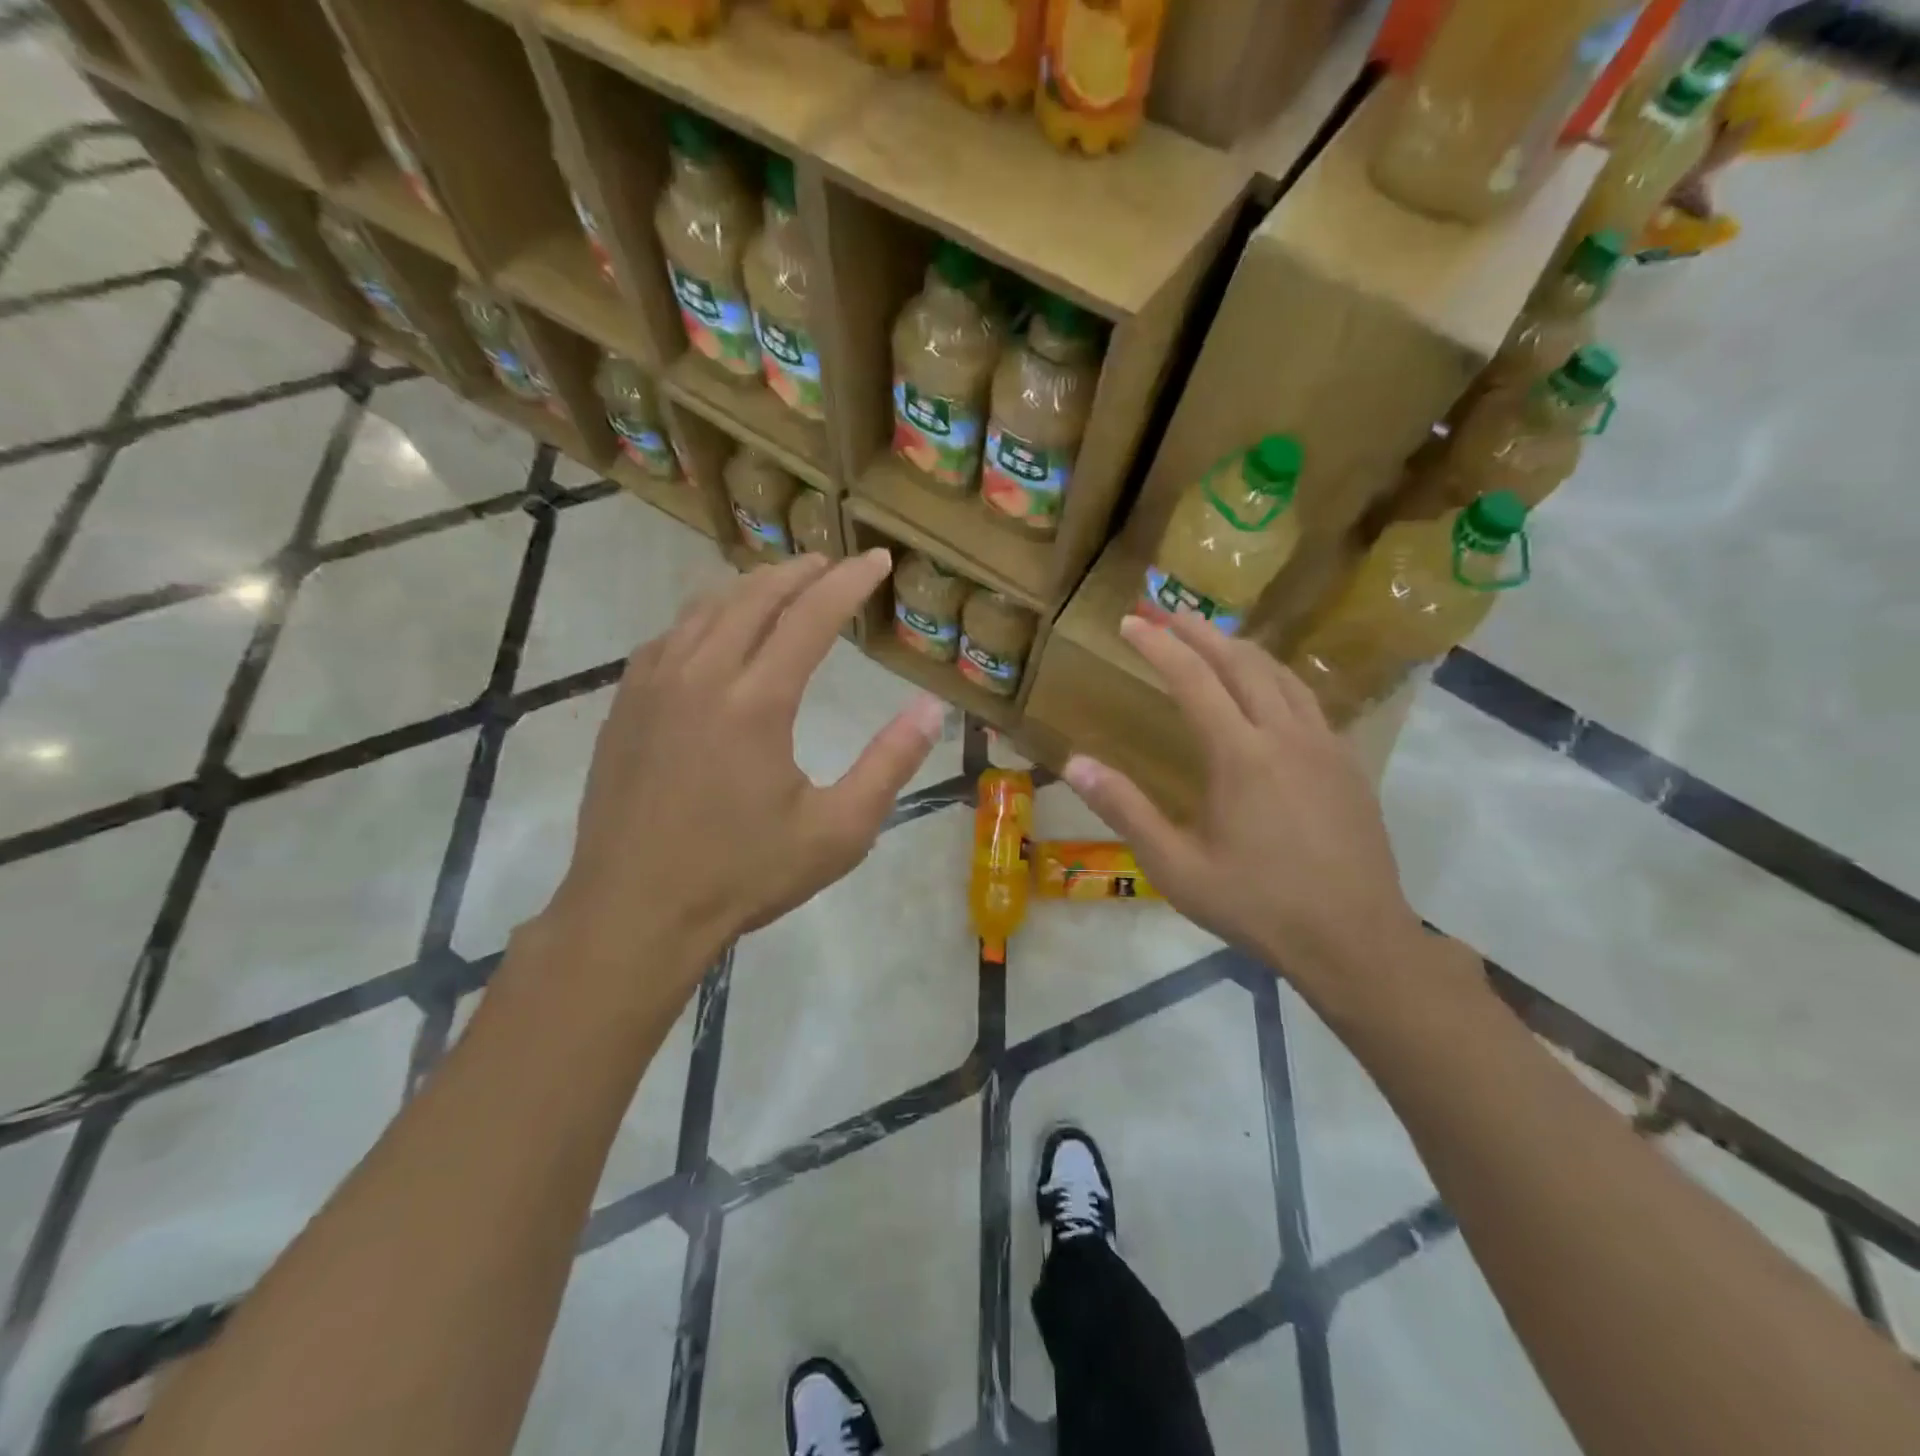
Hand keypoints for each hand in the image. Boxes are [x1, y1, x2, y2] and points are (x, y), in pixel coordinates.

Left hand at [541, 550, 944, 998]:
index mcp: (757, 701)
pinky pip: (670, 635)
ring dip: (751, 586)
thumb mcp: (838, 832)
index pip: (811, 615)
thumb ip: (889, 765)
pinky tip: (715, 628)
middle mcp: (702, 674)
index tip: (878, 560)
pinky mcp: (625, 704)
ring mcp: (653, 685)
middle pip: (756, 596)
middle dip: (801, 572)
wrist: (634, 912)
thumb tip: (932, 710)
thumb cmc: (743, 876)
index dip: (850, 582)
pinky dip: (705, 616)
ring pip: (707, 607)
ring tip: (782, 583)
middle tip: (833, 563)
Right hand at [1062, 614, 1428, 1014]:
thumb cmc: (1258, 906)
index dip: (1159, 646)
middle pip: (1242, 662)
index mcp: (1241, 756)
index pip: (1194, 680)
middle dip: (1200, 632)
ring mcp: (1325, 746)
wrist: (1355, 940)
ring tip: (1213, 639)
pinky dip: (1276, 678)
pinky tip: (1268, 691)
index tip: (1131, 623)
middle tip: (1167, 612)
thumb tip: (1073, 763)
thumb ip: (1125, 810)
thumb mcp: (1177, 867)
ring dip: (1242, 649)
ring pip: (1282, 674)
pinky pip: (1308, 700)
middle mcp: (1286, 736)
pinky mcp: (1348, 764)